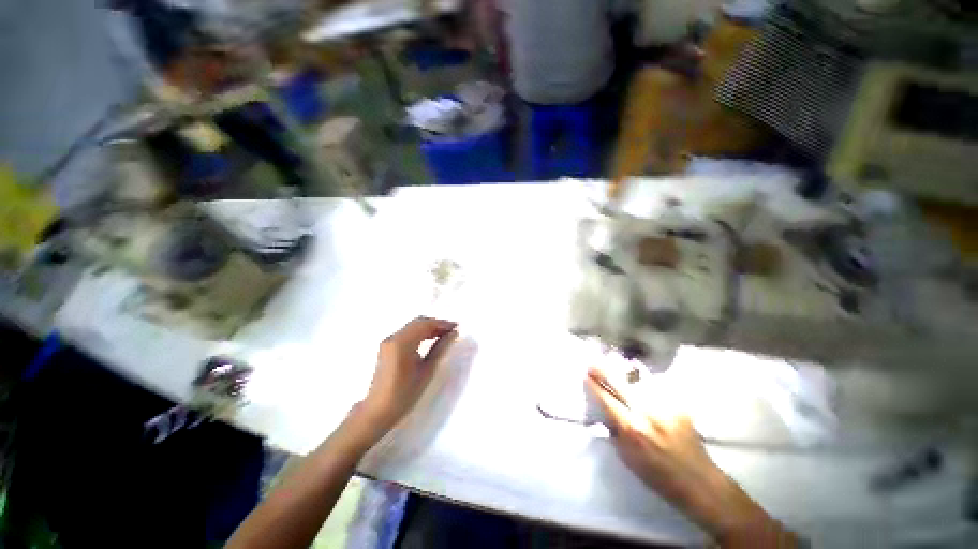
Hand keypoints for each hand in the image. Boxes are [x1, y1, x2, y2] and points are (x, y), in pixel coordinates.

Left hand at [360, 317, 457, 433]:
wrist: (378, 410)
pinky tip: (430, 339)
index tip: (456, 327)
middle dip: (436, 324)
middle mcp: (393, 337)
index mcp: (402, 342)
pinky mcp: (387, 346)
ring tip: (444, 335)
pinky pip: (407, 332)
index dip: (442, 323)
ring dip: (428, 327)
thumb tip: (453, 334)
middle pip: (418, 322)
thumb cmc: (405, 393)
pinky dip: (420, 332)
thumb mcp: (427, 370)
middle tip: (451, 330)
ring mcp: (388, 341)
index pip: (425, 324)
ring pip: (412, 326)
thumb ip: (440, 348)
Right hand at [585, 366, 795, 546]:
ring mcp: (664, 406)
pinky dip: (645, 386)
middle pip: (620, 384)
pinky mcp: (678, 405)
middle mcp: (647, 413)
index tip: (585, 375)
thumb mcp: (628, 459)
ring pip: (638, 382)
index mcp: (632, 429)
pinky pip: (655, 389)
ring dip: (624, 376)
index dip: (594, 386)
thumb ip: (615, 432)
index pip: (607, 400)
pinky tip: (641, 385)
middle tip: (592, 361)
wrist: (699, 481)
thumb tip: (606, 412)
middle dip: (603, 371)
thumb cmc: (658, 476)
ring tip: (615, 368)